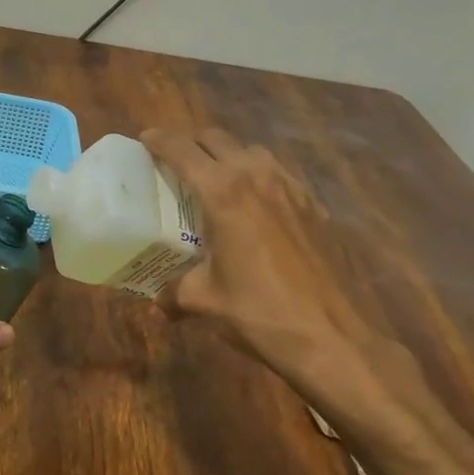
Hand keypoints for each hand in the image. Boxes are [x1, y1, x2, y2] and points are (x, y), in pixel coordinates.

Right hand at [141, 127, 432, 442]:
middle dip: (191, 143)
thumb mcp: (202, 301)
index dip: (158, 140)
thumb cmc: (257, 312)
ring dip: (227, 155)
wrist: (329, 336)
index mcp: (222, 192)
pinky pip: (279, 173)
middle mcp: (256, 176)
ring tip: (215, 180)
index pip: (181, 149)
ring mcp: (291, 187)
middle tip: (174, 161)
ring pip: (251, 150)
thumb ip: (174, 292)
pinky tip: (255, 205)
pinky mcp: (314, 204)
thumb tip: (160, 301)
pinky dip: (258, 176)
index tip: (144, 139)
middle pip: (216, 138)